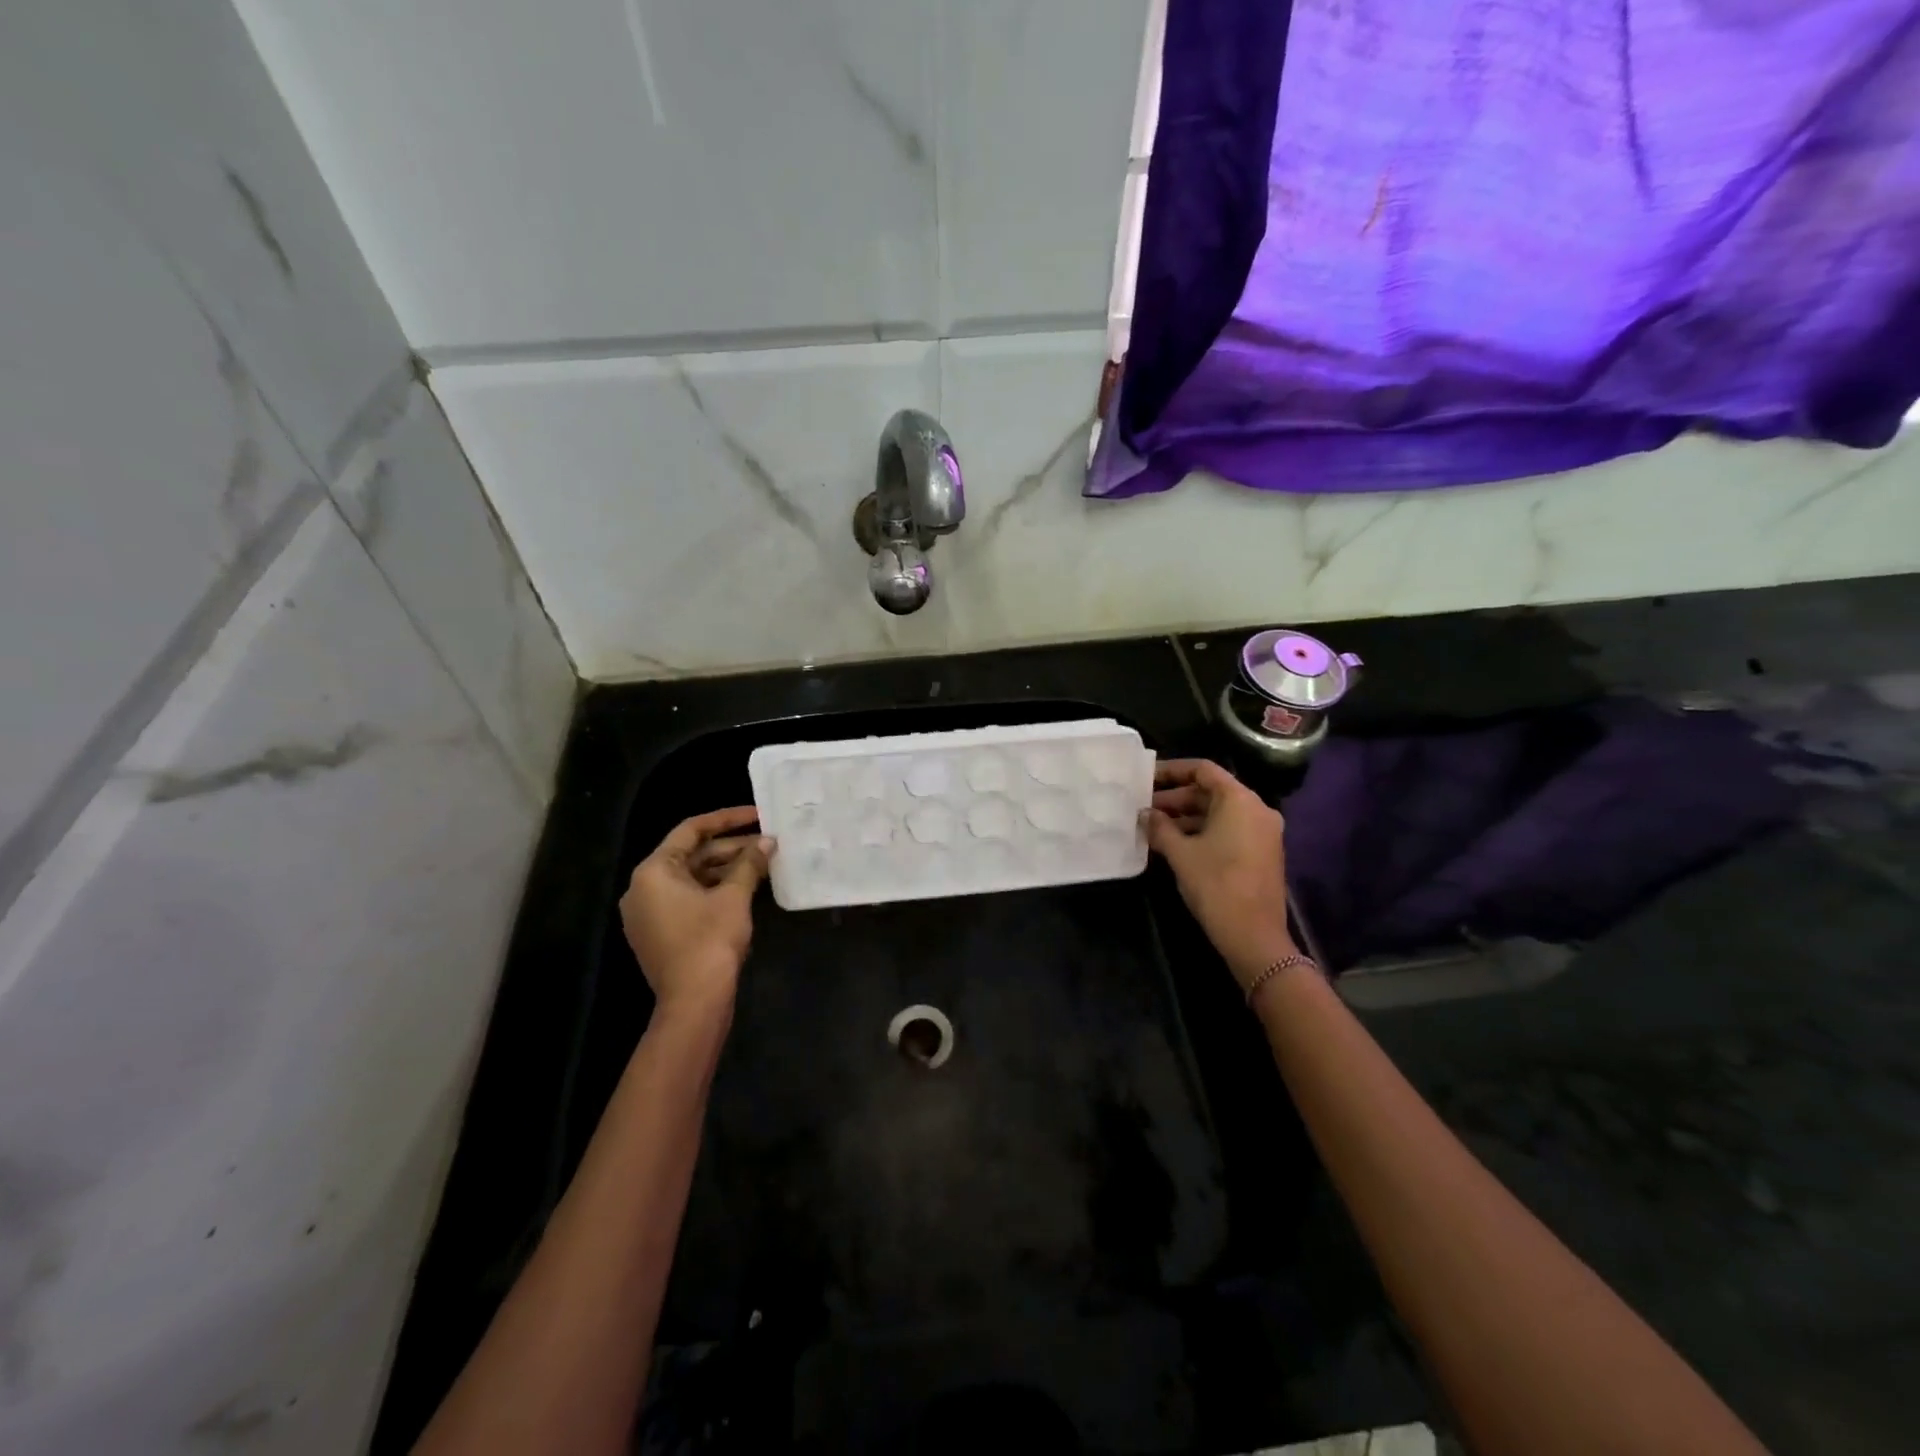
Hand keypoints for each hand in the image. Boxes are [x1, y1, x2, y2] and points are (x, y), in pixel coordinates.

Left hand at [619, 807, 771, 1016]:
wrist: (694, 1002)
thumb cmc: (710, 941)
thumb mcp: (734, 897)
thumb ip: (750, 863)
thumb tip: (768, 841)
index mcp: (653, 872)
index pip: (691, 830)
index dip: (727, 819)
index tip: (757, 815)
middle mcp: (643, 888)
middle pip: (692, 855)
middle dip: (732, 848)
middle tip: (768, 843)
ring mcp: (650, 913)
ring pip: (693, 878)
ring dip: (727, 869)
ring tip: (764, 863)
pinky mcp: (661, 932)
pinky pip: (689, 899)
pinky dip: (716, 890)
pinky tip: (747, 887)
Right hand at [1145, 759, 1297, 991]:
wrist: (1254, 936)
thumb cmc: (1216, 885)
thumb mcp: (1180, 853)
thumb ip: (1159, 827)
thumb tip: (1144, 814)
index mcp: (1240, 800)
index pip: (1203, 770)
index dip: (1172, 771)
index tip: (1145, 778)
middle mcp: (1256, 809)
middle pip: (1211, 791)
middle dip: (1175, 798)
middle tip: (1143, 808)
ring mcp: (1262, 832)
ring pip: (1218, 813)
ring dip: (1185, 817)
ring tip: (1152, 827)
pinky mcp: (1261, 853)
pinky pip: (1228, 830)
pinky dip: (1202, 831)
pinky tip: (1174, 844)